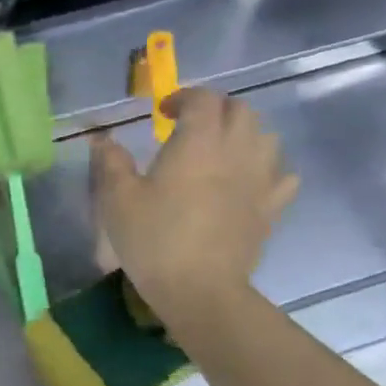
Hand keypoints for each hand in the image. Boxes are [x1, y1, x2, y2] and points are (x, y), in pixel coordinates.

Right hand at [89, 86, 296, 321]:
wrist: (199, 288)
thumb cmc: (153, 239)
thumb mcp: (117, 199)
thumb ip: (110, 162)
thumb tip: (103, 139)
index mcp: (198, 143)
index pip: (203, 99)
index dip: (183, 97)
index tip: (162, 112)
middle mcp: (236, 151)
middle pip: (241, 110)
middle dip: (216, 109)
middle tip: (190, 126)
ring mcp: (260, 179)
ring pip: (266, 136)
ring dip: (243, 133)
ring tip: (219, 149)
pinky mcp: (271, 207)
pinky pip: (282, 175)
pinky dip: (266, 168)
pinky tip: (248, 181)